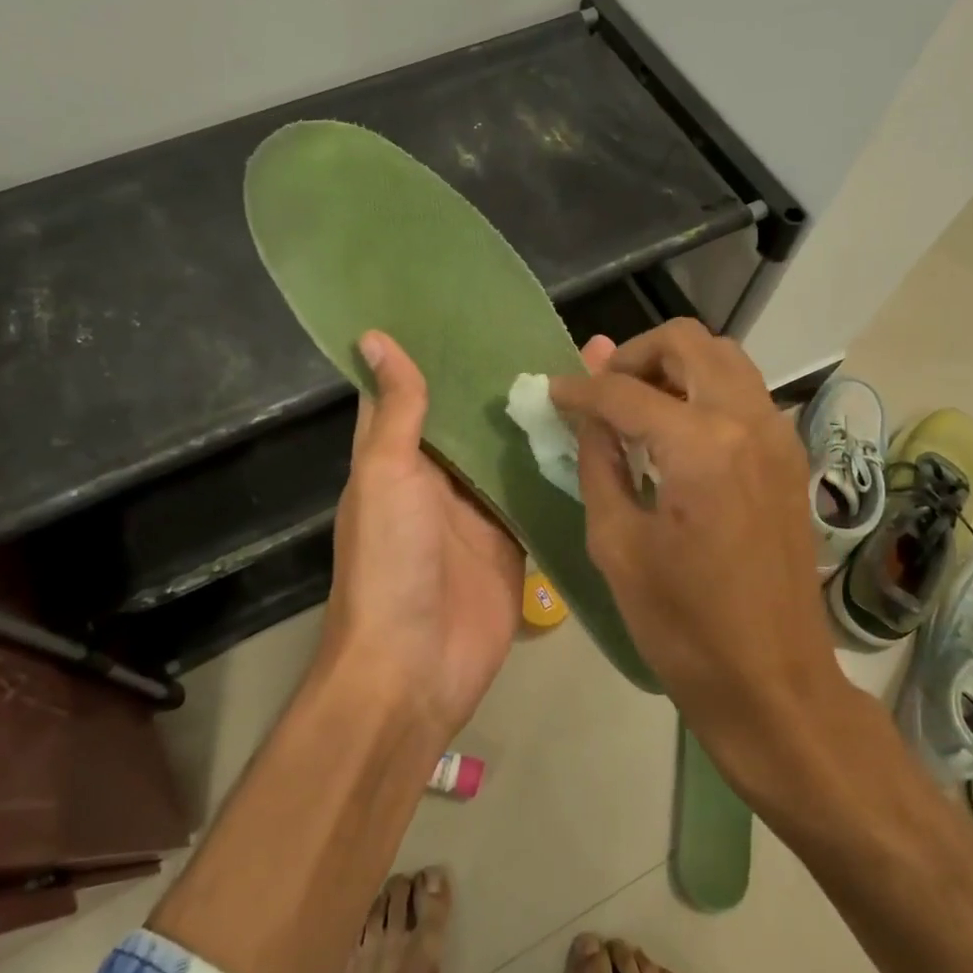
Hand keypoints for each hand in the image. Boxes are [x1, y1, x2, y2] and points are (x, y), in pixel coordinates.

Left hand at [323, 331, 615, 742]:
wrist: (416, 667)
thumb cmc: (390, 562)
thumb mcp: (385, 476)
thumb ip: (396, 411)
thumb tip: (375, 336)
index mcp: (398, 455)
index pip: (415, 390)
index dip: (437, 350)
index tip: (472, 305)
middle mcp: (439, 475)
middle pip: (473, 417)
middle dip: (504, 378)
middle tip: (553, 328)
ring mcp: (480, 508)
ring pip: (511, 450)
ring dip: (538, 415)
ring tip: (586, 366)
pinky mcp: (515, 537)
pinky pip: (538, 491)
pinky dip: (560, 464)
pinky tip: (598, 426)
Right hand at [548, 321, 844, 747]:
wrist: (772, 681)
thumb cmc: (682, 625)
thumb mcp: (616, 543)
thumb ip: (598, 462)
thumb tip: (585, 412)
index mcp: (701, 446)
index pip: (624, 392)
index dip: (579, 389)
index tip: (552, 391)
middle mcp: (748, 421)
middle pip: (686, 342)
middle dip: (634, 355)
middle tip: (601, 392)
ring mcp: (778, 435)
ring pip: (722, 358)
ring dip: (673, 366)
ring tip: (635, 406)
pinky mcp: (790, 456)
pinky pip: (742, 392)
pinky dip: (703, 390)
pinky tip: (674, 433)